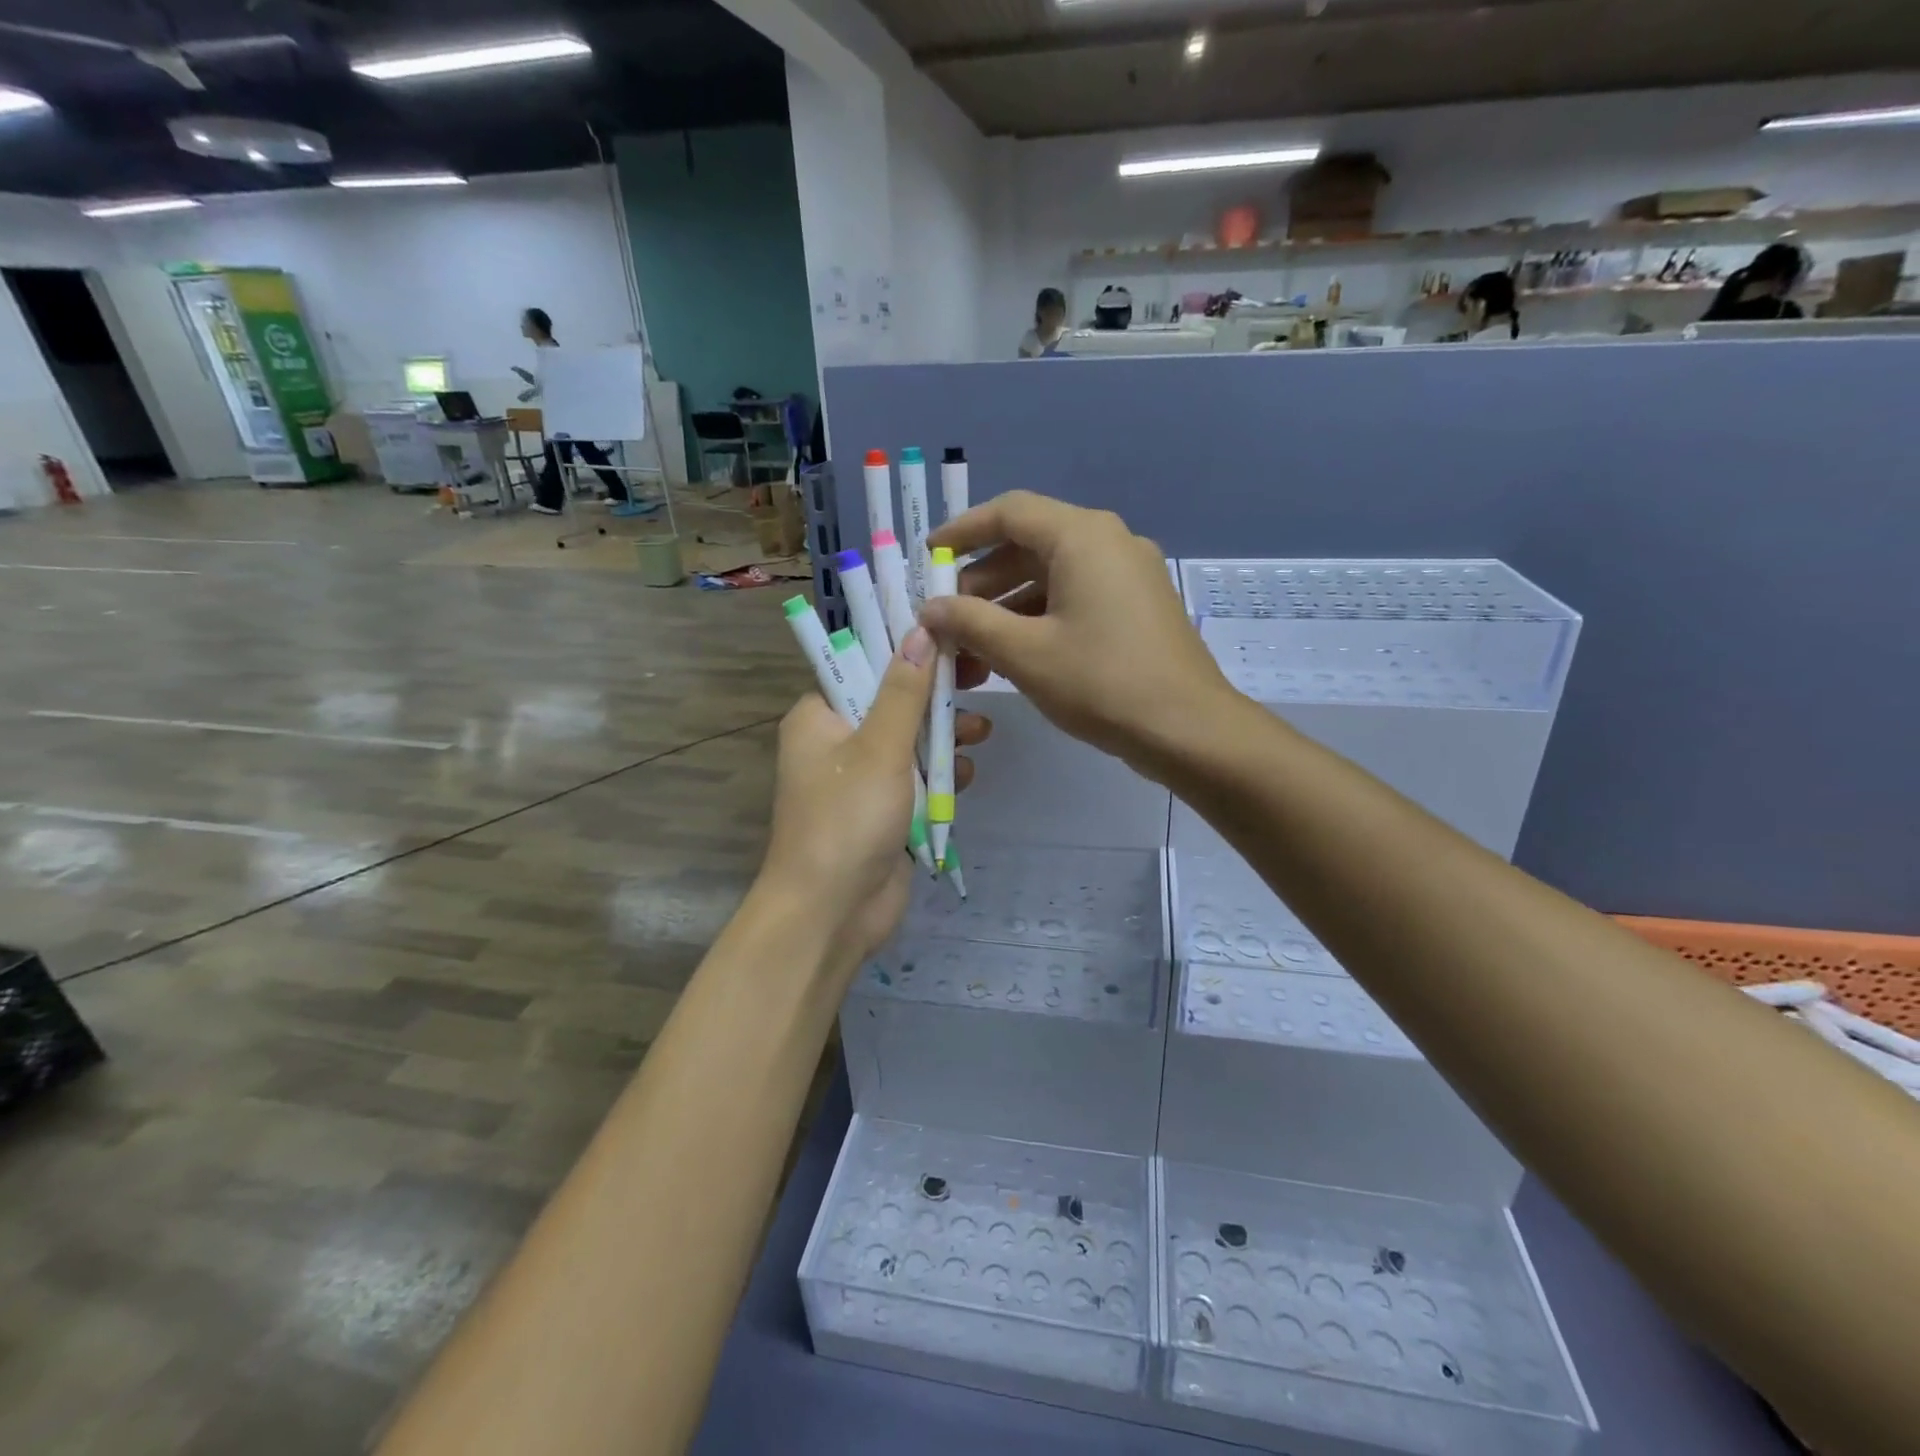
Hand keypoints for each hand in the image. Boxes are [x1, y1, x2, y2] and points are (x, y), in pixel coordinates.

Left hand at [758, 628, 990, 971]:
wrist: (833, 912)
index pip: (862, 665)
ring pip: (910, 742)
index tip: (951, 636)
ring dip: (943, 737)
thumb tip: (920, 630)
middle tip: (980, 679)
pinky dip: (940, 775)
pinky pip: (916, 780)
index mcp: (818, 717)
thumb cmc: (847, 819)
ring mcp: (861, 780)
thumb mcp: (879, 747)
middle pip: (893, 703)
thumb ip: (904, 690)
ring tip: (980, 733)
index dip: (907, 649)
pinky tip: (964, 773)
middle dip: (935, 697)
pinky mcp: (884, 812)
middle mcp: (836, 742)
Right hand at [923, 491, 1233, 777]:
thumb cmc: (1101, 683)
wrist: (1188, 729)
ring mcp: (1129, 575)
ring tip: (972, 650)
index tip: (929, 556)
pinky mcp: (1138, 607)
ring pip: (1052, 576)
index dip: (962, 531)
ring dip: (1007, 608)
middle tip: (947, 618)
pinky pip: (1076, 598)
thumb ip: (970, 622)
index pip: (1009, 512)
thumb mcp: (1024, 653)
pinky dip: (1039, 619)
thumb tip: (930, 608)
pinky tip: (1013, 656)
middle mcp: (1109, 543)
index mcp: (1083, 537)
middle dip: (981, 581)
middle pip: (1030, 545)